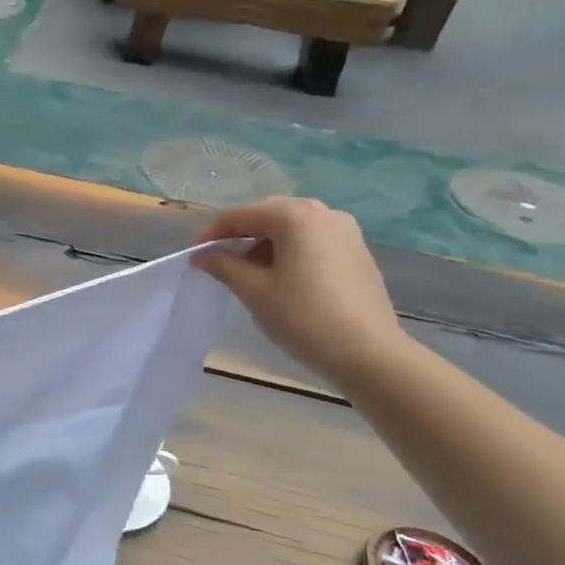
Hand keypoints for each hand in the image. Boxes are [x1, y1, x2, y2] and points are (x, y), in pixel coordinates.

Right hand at [196, 197, 410, 387]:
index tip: (196, 256)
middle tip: (219, 262)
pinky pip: (313, 240)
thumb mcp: (254, 291)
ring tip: (249, 273)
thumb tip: (202, 255)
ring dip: (265, 243)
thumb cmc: (303, 317)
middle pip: (269, 215)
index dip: (213, 234)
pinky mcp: (357, 251)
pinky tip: (282, 278)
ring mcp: (346, 231)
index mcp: (295, 216)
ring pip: (293, 228)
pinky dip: (290, 251)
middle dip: (241, 235)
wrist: (368, 352)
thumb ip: (224, 266)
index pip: (241, 215)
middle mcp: (323, 213)